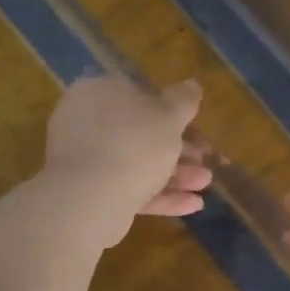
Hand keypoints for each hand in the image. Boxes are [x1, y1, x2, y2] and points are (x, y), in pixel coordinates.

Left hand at [44, 76, 210, 243]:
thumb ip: (184, 99)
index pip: (138, 94)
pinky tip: (191, 205)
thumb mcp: (169, 116)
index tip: (196, 128)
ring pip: (137, 162)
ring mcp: (85, 158)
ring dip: (175, 174)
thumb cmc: (134, 144)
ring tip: (204, 186)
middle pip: (141, 132)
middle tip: (204, 161)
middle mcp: (87, 121)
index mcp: (100, 92)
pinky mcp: (88, 191)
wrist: (89, 199)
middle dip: (178, 150)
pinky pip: (128, 187)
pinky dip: (159, 195)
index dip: (171, 111)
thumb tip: (192, 84)